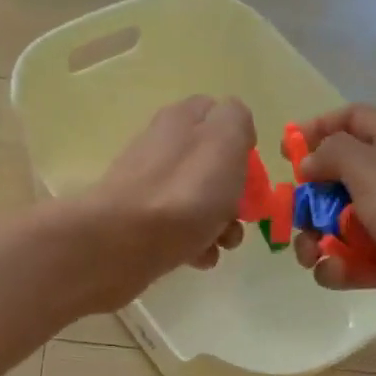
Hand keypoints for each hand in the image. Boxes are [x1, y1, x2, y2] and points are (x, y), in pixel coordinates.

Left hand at [72, 96, 253, 308]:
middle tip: (240, 214)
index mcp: (181, 120)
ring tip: (223, 244)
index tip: (251, 170)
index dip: (240, 142)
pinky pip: (178, 232)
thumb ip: (237, 121)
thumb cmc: (185, 191)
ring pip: (197, 203)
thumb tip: (234, 128)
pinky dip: (195, 245)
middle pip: (210, 167)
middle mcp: (161, 148)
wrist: (124, 242)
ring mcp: (147, 189)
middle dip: (234, 194)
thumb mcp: (225, 139)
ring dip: (219, 225)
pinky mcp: (138, 225)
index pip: (217, 116)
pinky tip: (199, 258)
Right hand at [289, 104, 375, 330]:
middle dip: (309, 200)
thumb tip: (310, 163)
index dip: (316, 130)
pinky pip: (355, 262)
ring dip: (317, 240)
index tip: (285, 154)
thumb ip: (332, 156)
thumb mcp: (372, 168)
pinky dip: (339, 268)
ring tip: (310, 255)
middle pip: (338, 180)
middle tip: (294, 218)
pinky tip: (334, 273)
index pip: (351, 120)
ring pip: (341, 226)